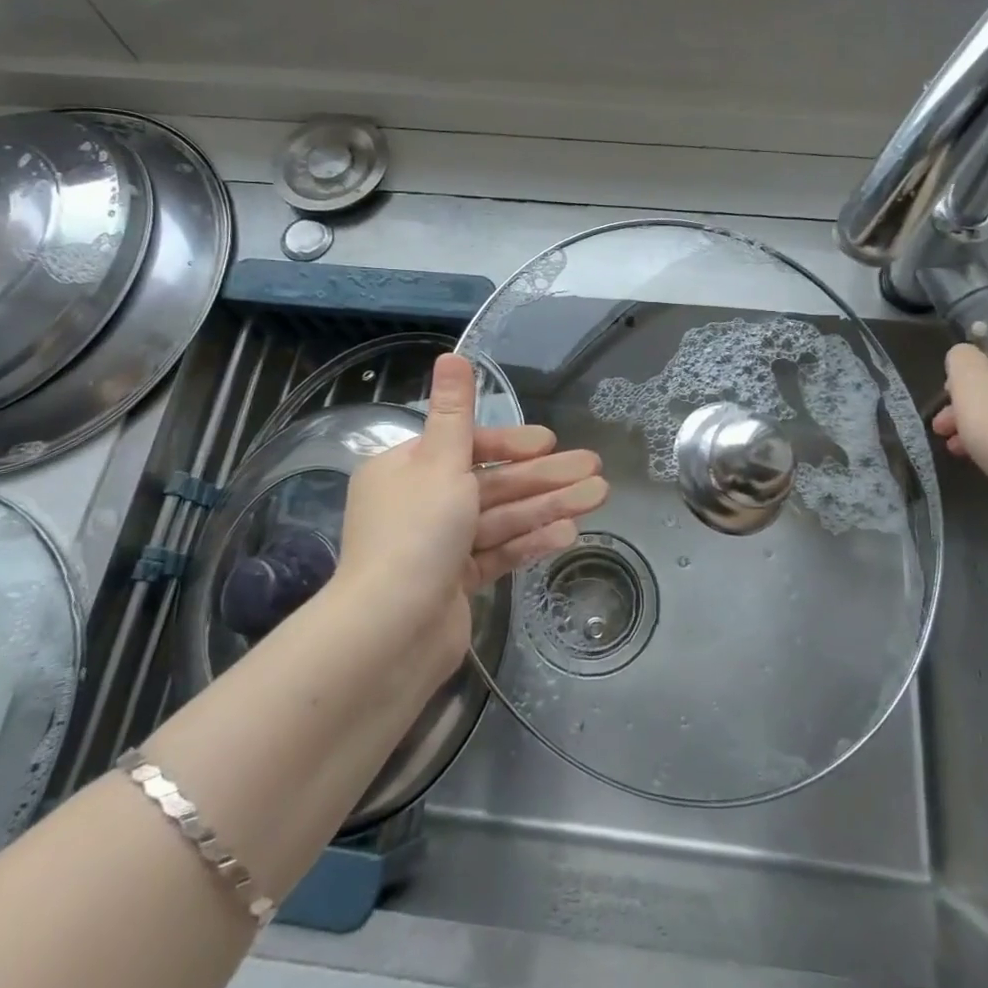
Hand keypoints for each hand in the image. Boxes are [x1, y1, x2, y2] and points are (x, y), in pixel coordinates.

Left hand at [334, 354, 608, 673]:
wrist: (389, 633)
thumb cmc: (416, 534)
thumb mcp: (440, 462)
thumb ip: (454, 411)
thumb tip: (452, 354)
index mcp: (405, 469)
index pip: (466, 446)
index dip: (511, 443)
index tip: (549, 443)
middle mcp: (419, 504)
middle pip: (491, 483)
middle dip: (544, 476)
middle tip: (595, 468)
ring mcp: (438, 546)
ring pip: (501, 517)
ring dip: (548, 506)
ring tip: (597, 496)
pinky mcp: (455, 583)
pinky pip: (497, 552)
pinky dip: (530, 541)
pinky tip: (568, 532)